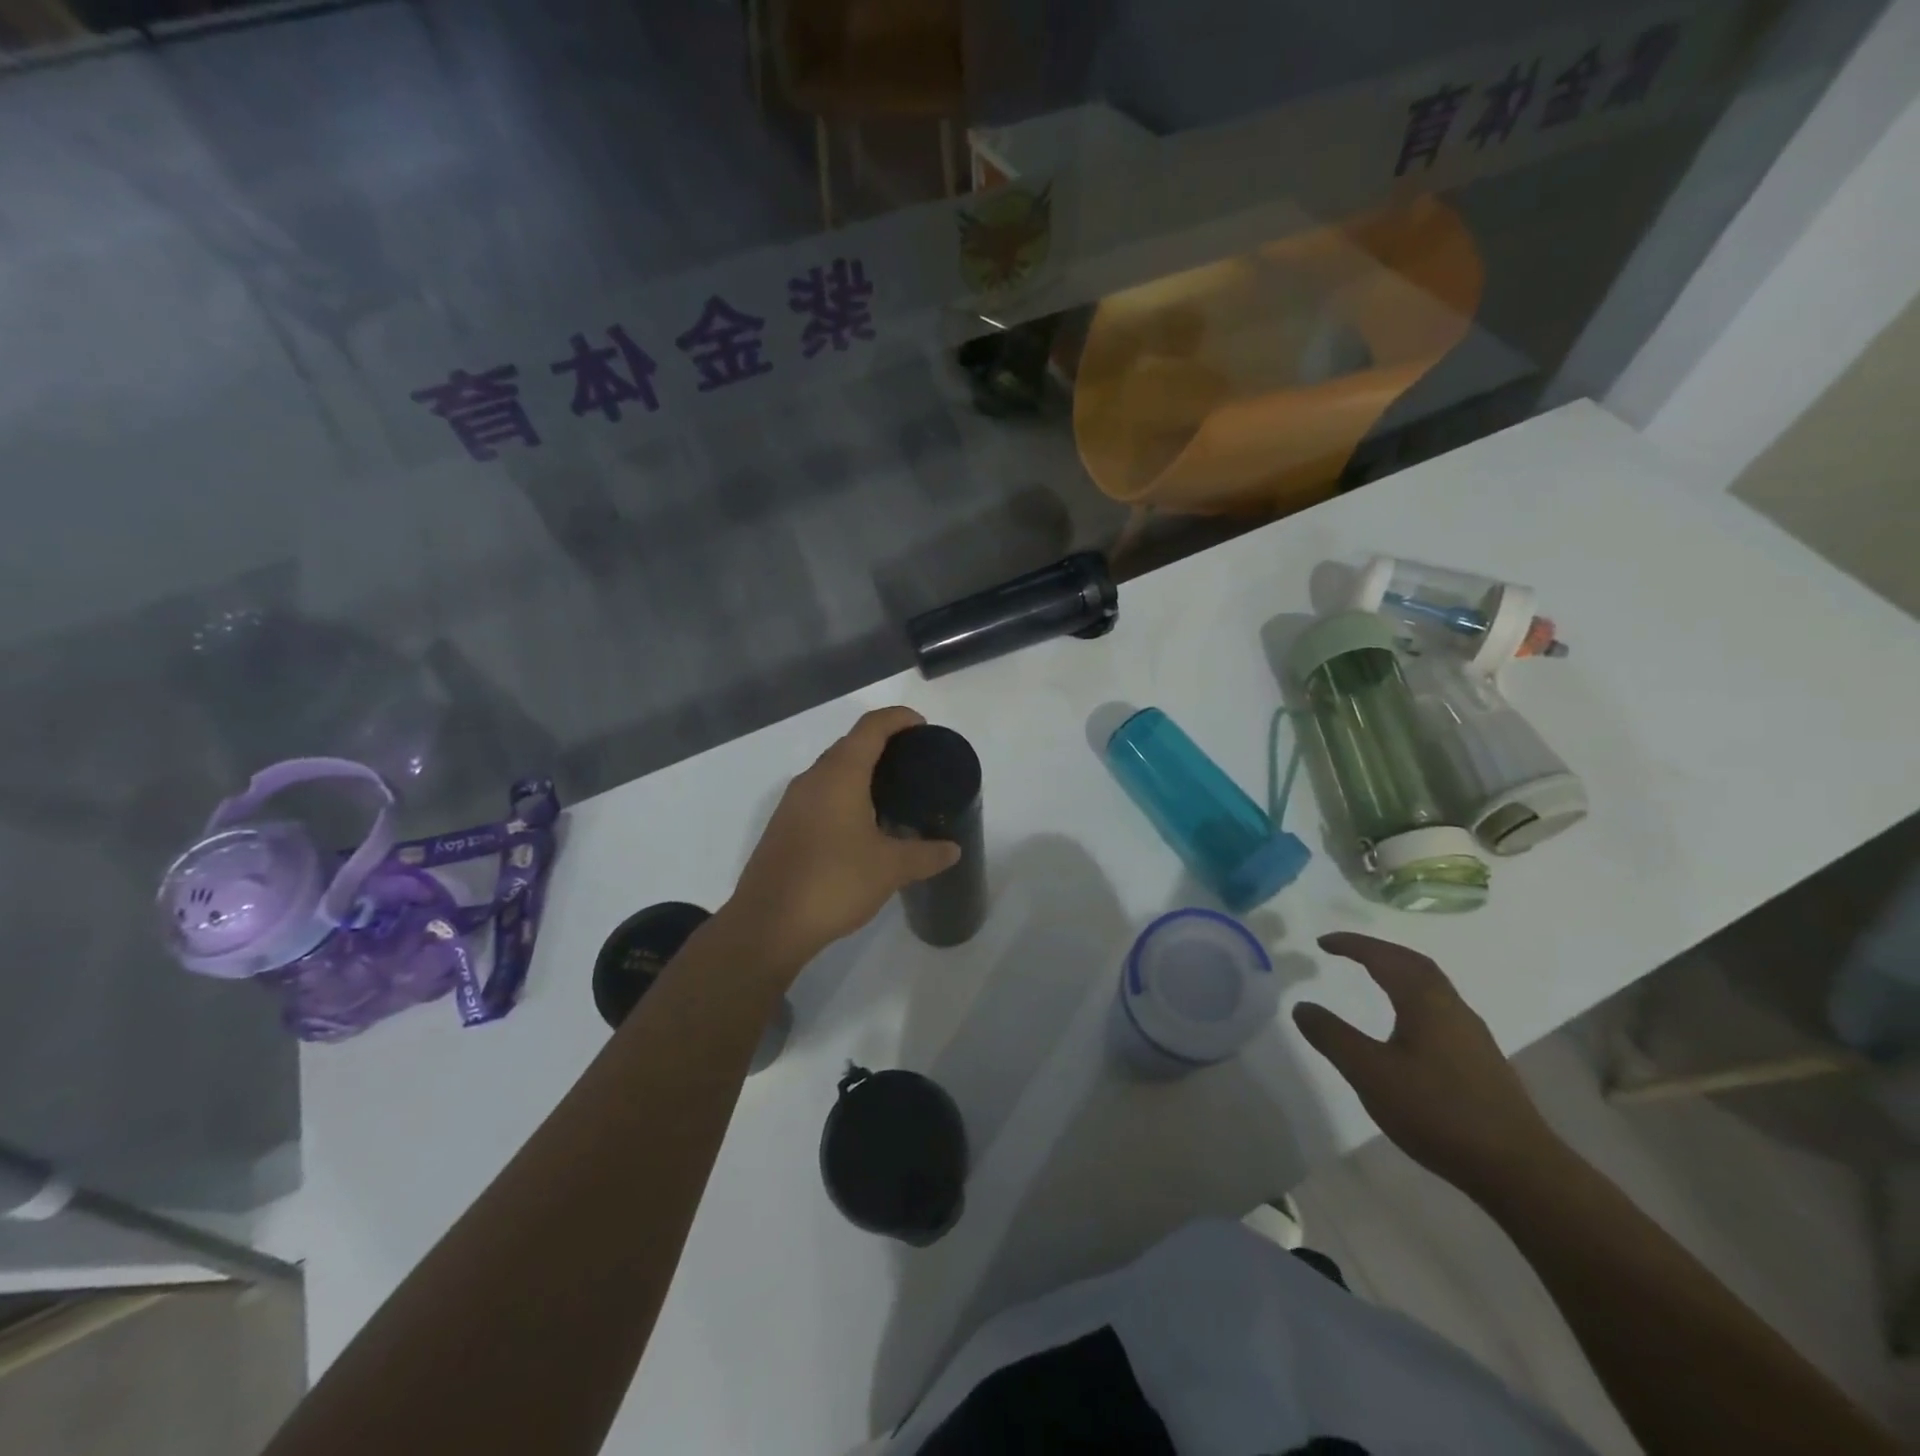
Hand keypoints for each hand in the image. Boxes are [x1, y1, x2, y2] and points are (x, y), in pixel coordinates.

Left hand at [722, 707, 961, 973]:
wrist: (768, 924)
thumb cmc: (834, 882)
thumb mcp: (890, 869)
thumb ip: (926, 854)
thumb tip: (952, 849)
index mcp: (840, 775)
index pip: (871, 727)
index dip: (898, 718)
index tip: (923, 727)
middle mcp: (812, 779)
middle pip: (849, 745)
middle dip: (882, 744)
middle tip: (914, 763)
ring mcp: (792, 803)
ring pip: (832, 772)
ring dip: (860, 772)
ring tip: (892, 793)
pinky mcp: (783, 827)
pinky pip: (819, 796)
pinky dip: (843, 796)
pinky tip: (861, 825)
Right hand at [1292, 932, 1560, 1196]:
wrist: (1519, 1170)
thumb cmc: (1438, 1112)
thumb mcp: (1370, 1074)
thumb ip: (1332, 1037)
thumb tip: (1301, 1006)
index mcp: (1426, 1002)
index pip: (1385, 958)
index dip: (1353, 945)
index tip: (1322, 942)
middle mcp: (1452, 1008)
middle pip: (1414, 964)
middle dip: (1378, 951)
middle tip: (1346, 951)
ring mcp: (1472, 1035)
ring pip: (1431, 987)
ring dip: (1399, 973)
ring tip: (1372, 978)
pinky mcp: (1481, 1061)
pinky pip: (1439, 1009)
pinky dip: (1413, 998)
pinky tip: (1406, 1024)